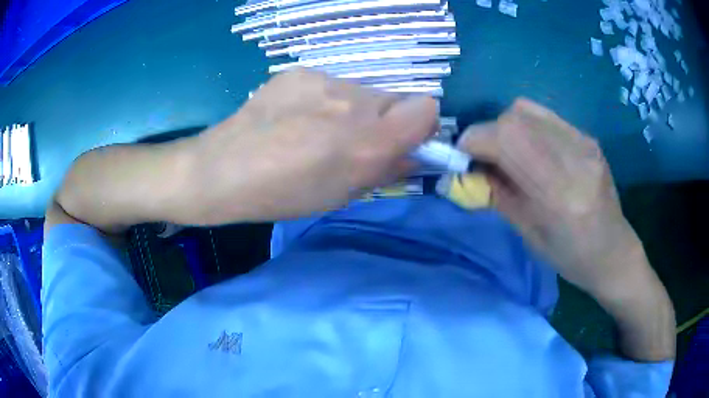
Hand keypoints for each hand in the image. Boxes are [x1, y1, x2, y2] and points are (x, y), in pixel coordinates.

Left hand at [186, 69, 436, 222]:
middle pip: (394, 98)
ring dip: (352, 109)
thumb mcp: (342, 195)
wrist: (223, 170)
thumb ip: (386, 170)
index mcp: (369, 140)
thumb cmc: (283, 195)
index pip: (426, 107)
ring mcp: (324, 80)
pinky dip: (324, 99)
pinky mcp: (299, 71)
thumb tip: (412, 156)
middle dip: (384, 119)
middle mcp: (354, 101)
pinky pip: (330, 83)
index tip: (402, 141)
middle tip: (352, 141)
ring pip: (360, 90)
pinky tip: (295, 116)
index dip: (420, 124)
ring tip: (315, 129)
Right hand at [458, 99, 645, 295]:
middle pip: (514, 118)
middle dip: (487, 133)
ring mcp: (584, 142)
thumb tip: (465, 171)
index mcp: (559, 193)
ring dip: (505, 127)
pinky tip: (531, 149)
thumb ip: (497, 195)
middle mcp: (574, 157)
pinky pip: (545, 116)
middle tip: (484, 158)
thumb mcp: (529, 235)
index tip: (460, 157)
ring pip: (527, 109)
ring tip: (508, 152)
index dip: (474, 142)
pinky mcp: (587, 136)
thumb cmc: (571, 257)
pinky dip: (526, 127)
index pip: (507, 140)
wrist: (613, 251)